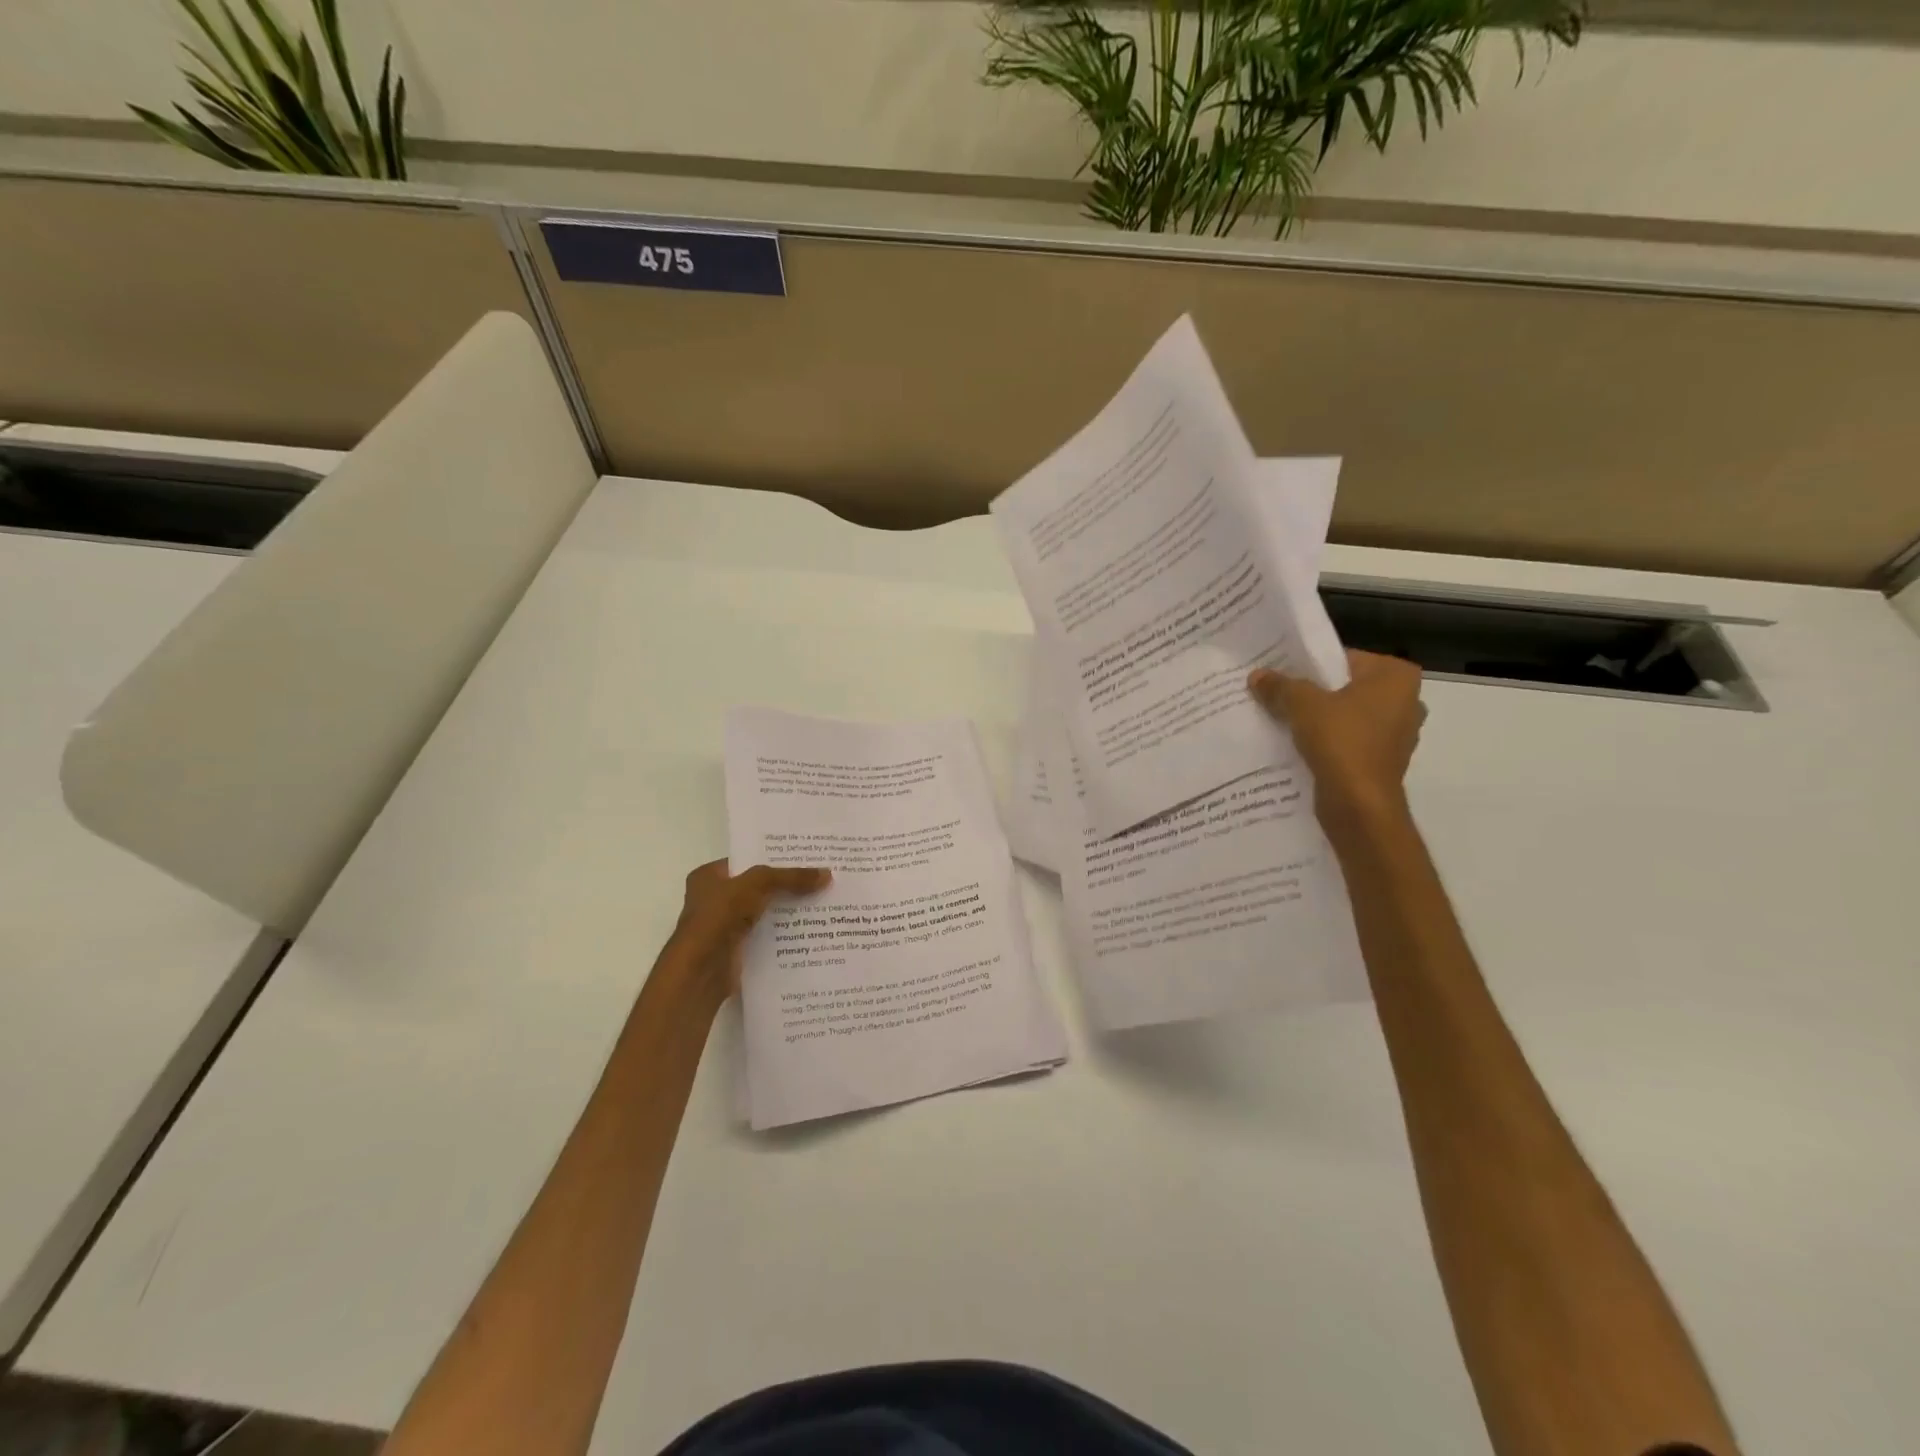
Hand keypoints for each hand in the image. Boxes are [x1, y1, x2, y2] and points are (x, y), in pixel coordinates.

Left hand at [664, 860, 830, 1002]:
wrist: (701, 971)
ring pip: (764, 911)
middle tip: (820, 877)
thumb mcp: (757, 884)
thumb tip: (827, 874)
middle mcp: (715, 899)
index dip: (774, 857)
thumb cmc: (719, 916)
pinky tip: (812, 928)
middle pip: (758, 886)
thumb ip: (790, 878)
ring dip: (788, 909)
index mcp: (709, 876)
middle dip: (786, 884)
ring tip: (824, 900)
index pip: (747, 860)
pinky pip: (766, 934)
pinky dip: (784, 932)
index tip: (806, 856)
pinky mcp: (737, 949)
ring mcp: (725, 926)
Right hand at [1249, 650, 1425, 831]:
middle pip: (1344, 687)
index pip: (1344, 658)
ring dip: (1317, 719)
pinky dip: (1326, 742)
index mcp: (1396, 677)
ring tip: (1280, 719)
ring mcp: (1396, 734)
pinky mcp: (1382, 761)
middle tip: (1275, 694)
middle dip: (1312, 693)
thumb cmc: (1341, 742)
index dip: (1309, 665)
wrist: (1359, 806)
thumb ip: (1280, 686)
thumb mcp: (1302, 705)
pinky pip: (1347, 741)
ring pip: (1345, 716)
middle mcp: (1405, 701)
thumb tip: (1257, 676)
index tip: (1279, 673)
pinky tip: (1297, 746)